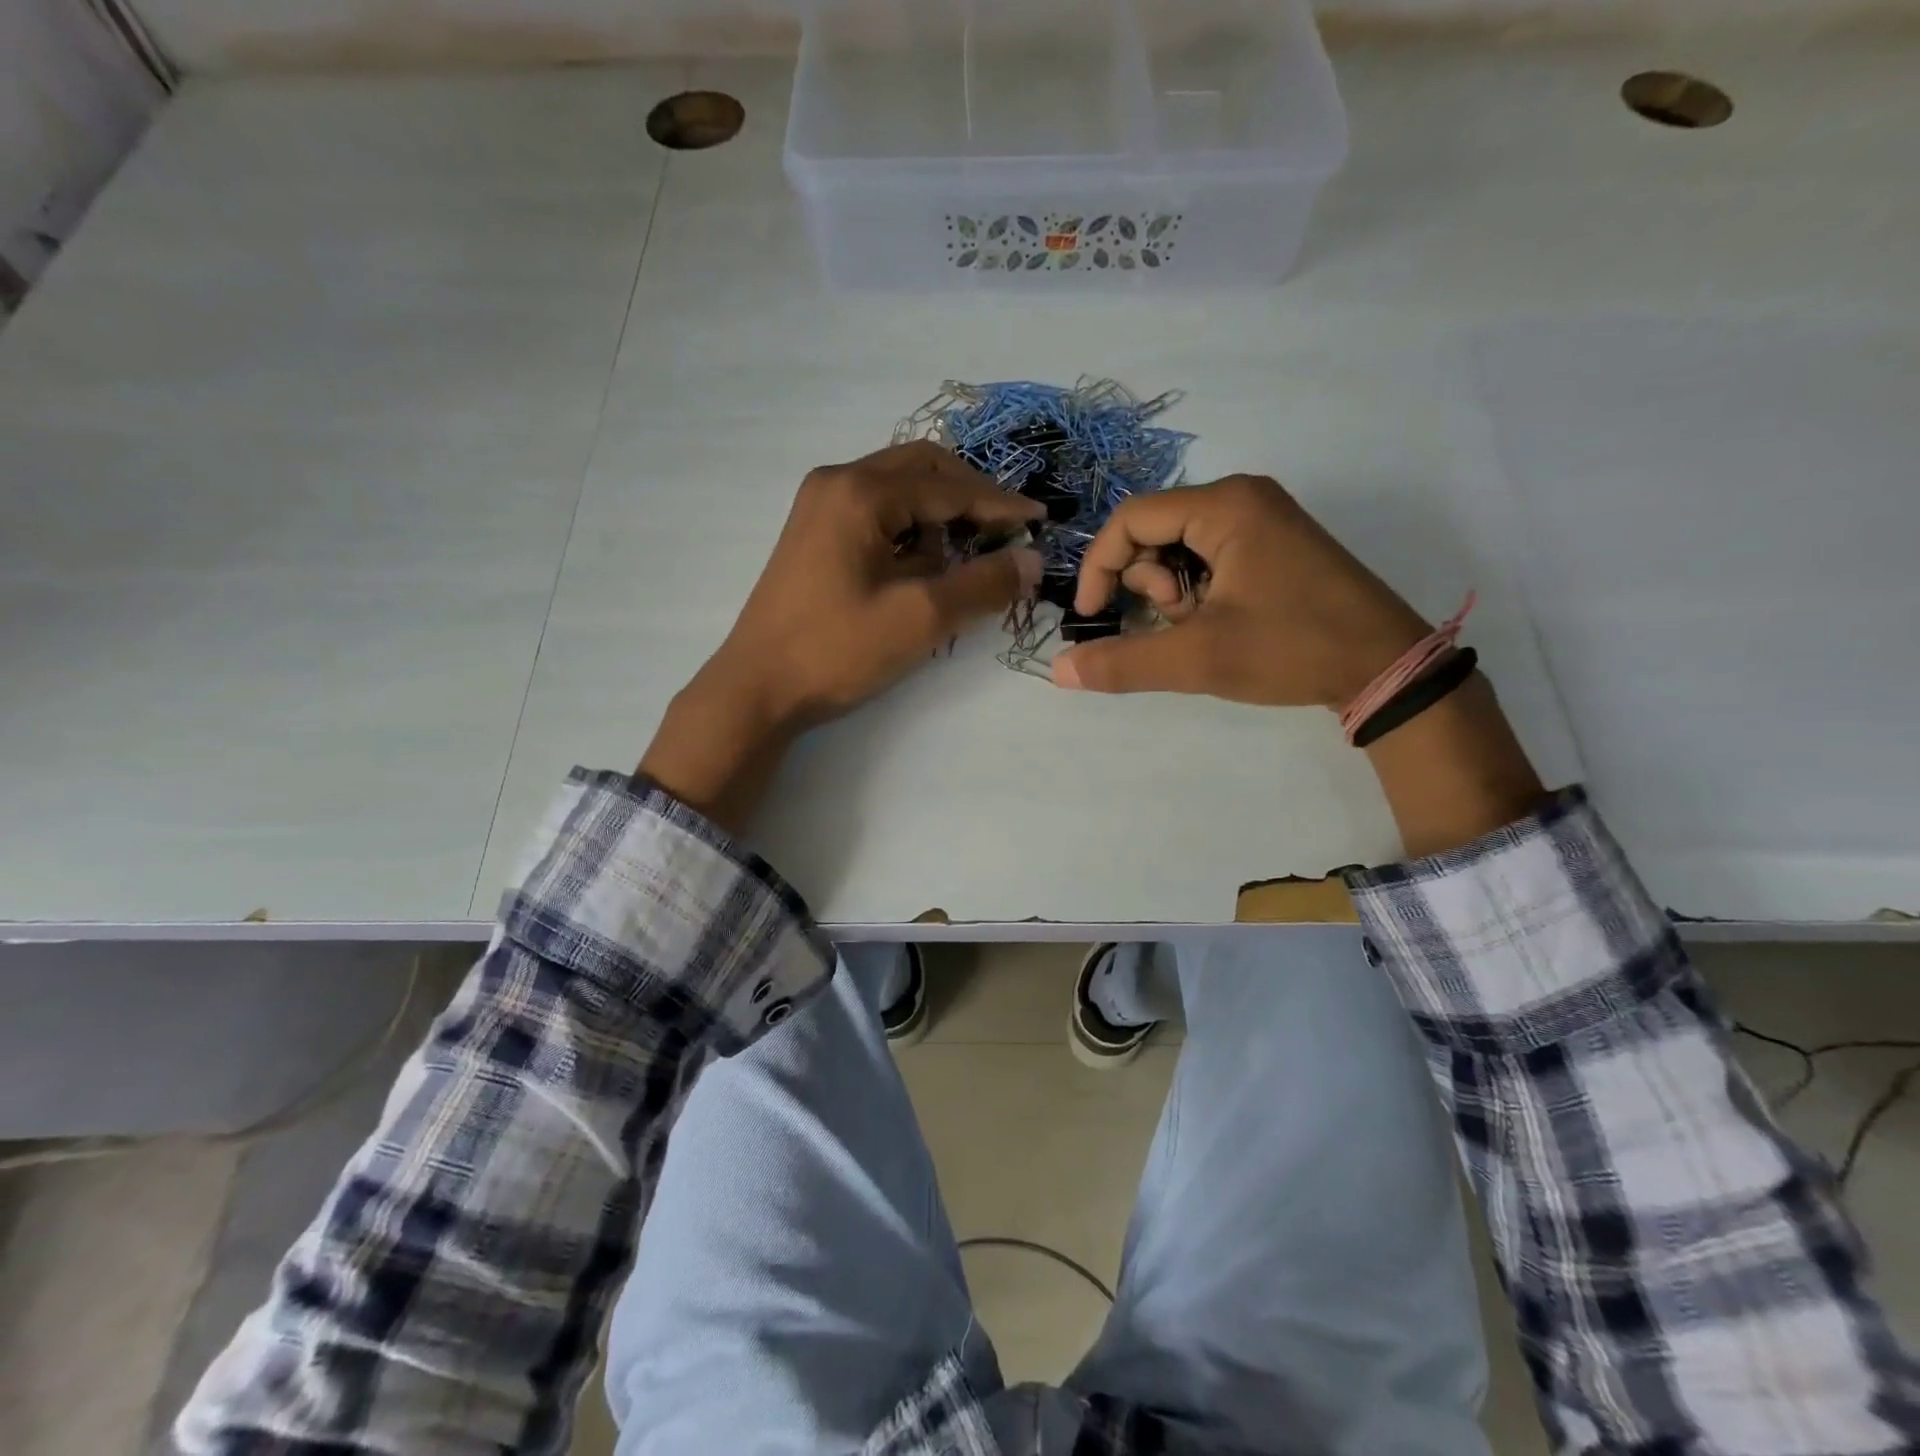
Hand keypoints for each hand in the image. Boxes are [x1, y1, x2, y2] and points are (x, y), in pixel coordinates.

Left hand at [639, 442, 1042, 829]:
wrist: (758, 687)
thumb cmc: (837, 649)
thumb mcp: (921, 618)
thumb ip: (982, 584)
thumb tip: (1032, 560)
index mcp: (861, 492)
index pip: (948, 486)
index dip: (999, 504)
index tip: (1040, 521)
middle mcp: (837, 482)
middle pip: (921, 469)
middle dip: (968, 496)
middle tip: (1005, 530)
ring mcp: (819, 506)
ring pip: (898, 490)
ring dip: (938, 514)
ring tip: (962, 559)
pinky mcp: (814, 533)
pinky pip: (876, 513)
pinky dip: (909, 530)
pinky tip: (922, 567)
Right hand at [1054, 475, 1430, 708]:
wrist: (1386, 667)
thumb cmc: (1291, 649)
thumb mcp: (1199, 658)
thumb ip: (1123, 662)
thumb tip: (1058, 671)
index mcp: (1225, 506)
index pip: (1131, 518)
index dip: (1099, 567)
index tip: (1093, 617)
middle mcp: (1242, 499)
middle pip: (1154, 532)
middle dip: (1149, 585)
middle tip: (1175, 624)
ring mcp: (1261, 520)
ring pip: (1179, 549)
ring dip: (1173, 594)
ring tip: (1203, 629)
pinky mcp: (1272, 546)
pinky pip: (1208, 559)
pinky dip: (1197, 594)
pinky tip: (1220, 624)